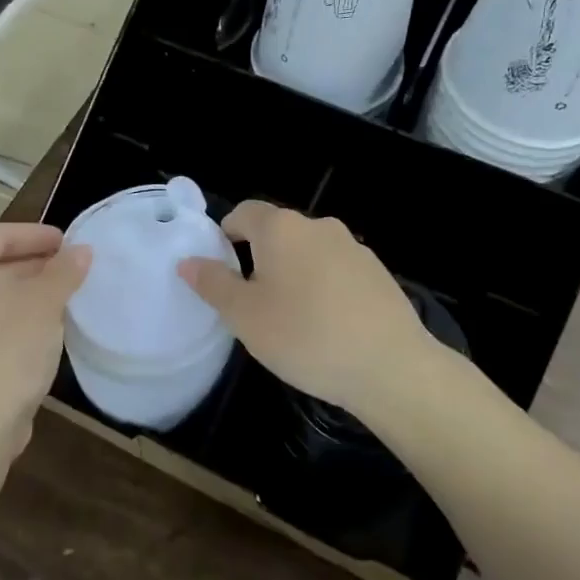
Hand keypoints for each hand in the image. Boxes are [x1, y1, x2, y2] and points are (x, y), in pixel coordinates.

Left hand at [0, 223, 90, 462]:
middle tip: (75, 270)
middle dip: (37, 265)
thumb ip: (64, 271)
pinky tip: (46, 332)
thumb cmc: (4, 352)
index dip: (39, 235)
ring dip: (30, 295)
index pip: (1, 234)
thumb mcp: (44, 304)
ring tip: (68, 299)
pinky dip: (17, 320)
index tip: (72, 243)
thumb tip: (82, 251)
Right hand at [177, 200, 434, 416]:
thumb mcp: (245, 316)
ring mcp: (354, 248)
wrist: (390, 366)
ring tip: (290, 320)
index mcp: (281, 228)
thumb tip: (188, 261)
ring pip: (309, 253)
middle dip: (259, 259)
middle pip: (277, 232)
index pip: (244, 213)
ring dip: (293, 275)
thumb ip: (213, 284)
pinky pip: (337, 271)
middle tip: (251, 303)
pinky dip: (323, 288)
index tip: (220, 270)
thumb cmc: (305, 336)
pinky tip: (327, 326)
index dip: (225, 235)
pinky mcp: (378, 273)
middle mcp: (319, 226)